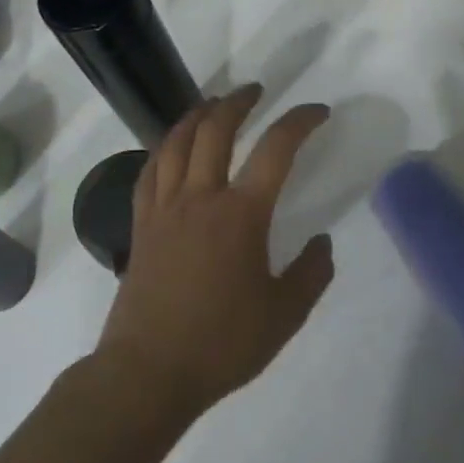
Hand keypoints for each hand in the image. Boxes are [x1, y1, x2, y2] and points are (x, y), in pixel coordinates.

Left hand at [94, 86, 335, 415]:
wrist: (149, 371)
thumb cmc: (222, 344)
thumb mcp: (285, 314)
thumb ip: (312, 273)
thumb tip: (322, 243)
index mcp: (241, 215)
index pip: (276, 150)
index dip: (300, 121)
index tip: (318, 112)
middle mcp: (200, 199)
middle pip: (216, 130)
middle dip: (239, 101)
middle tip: (256, 90)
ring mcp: (164, 209)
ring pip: (175, 142)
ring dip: (197, 115)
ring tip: (213, 104)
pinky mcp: (141, 226)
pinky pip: (149, 172)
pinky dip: (164, 148)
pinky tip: (171, 148)